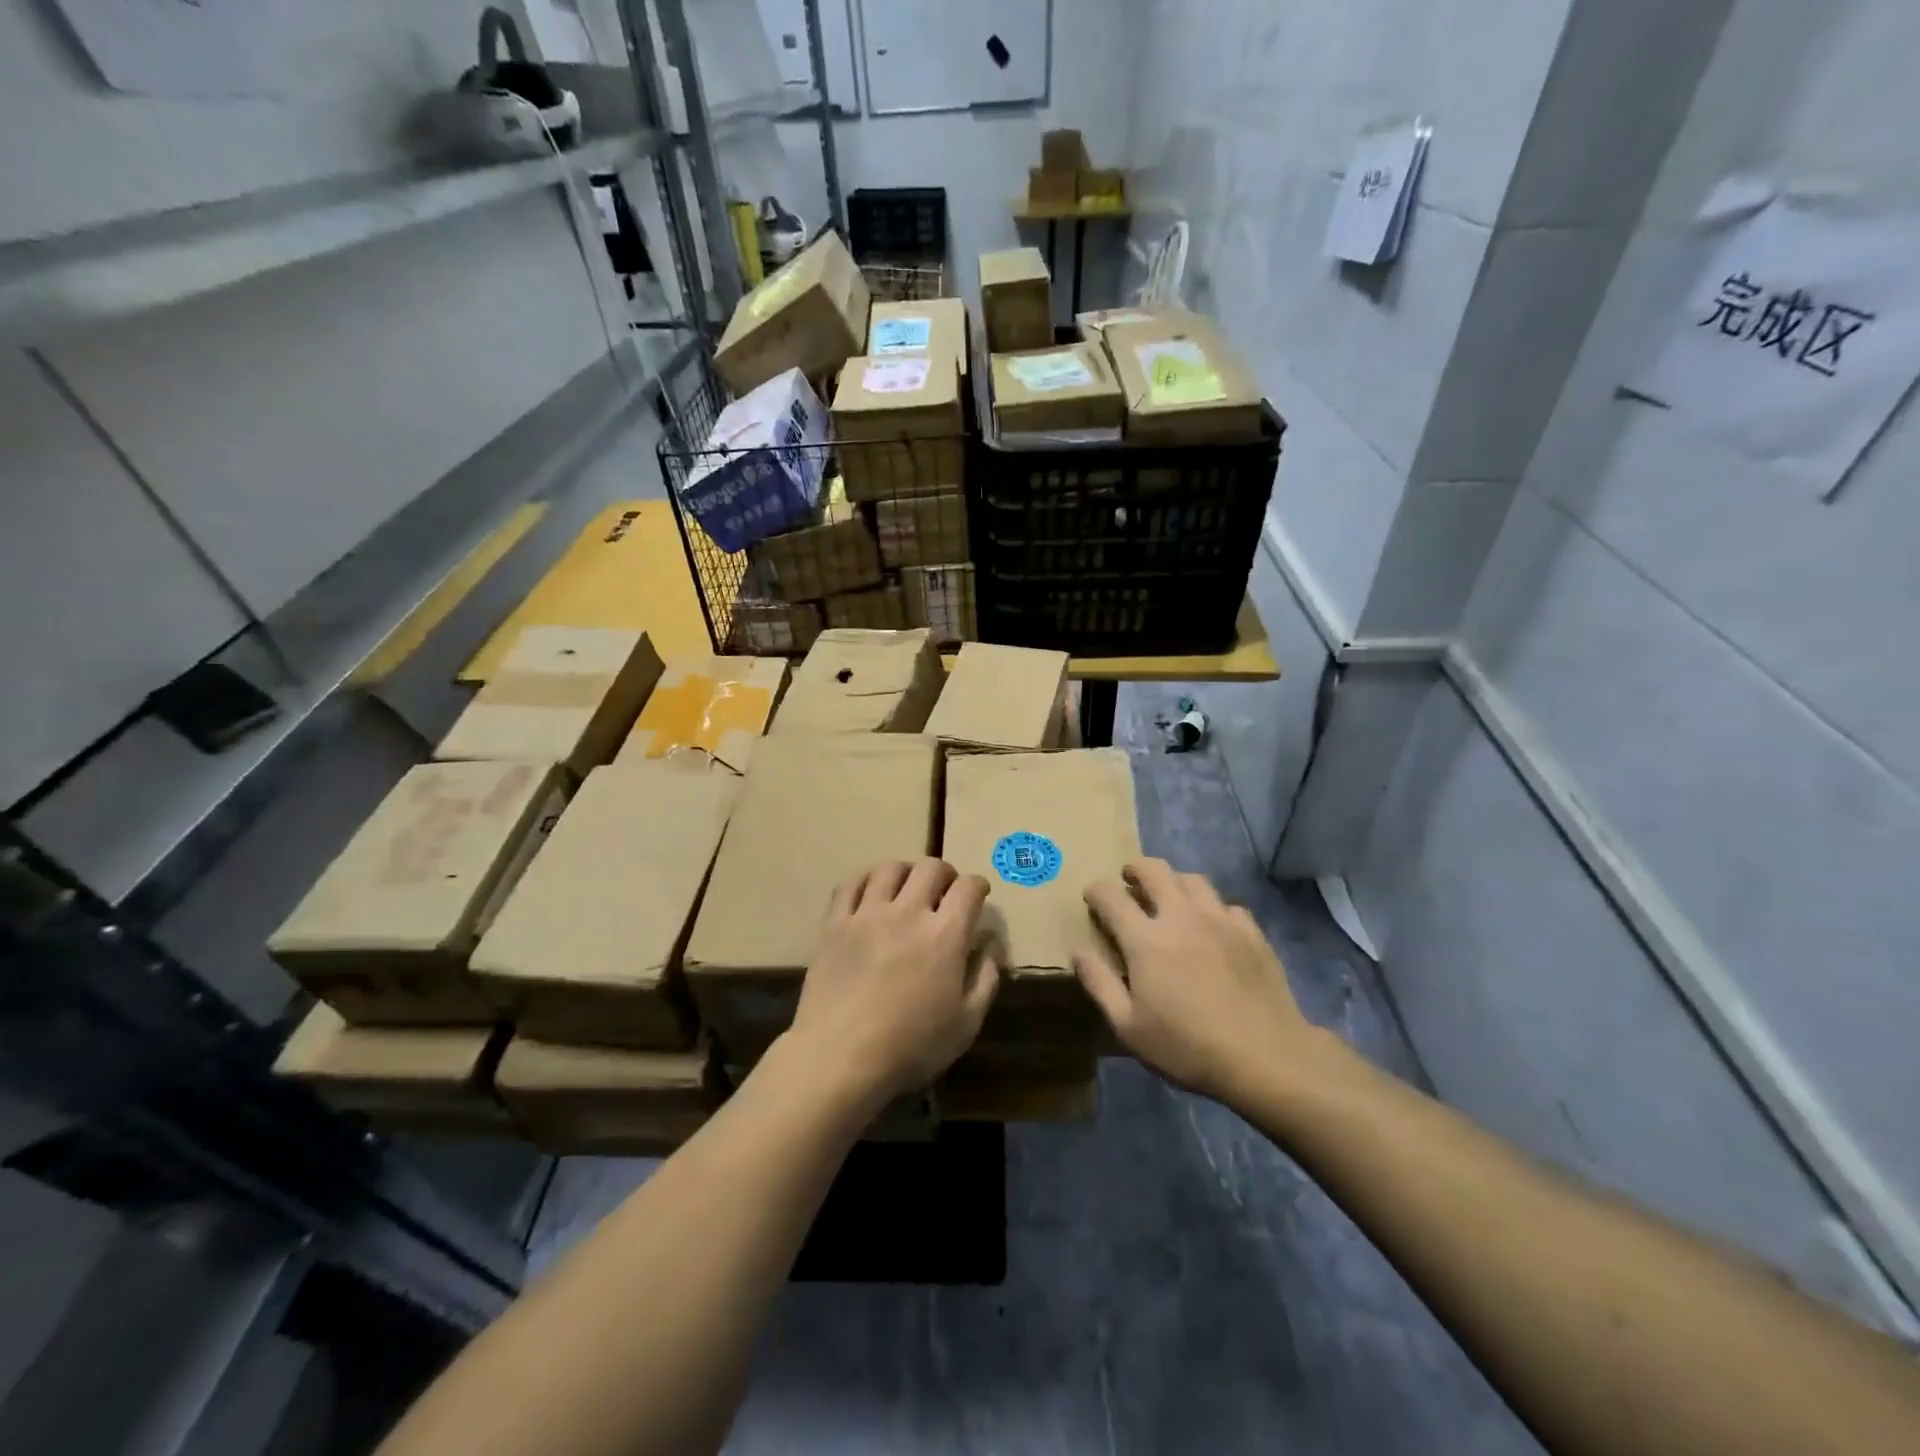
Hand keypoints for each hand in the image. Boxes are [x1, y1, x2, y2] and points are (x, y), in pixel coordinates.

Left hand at [785, 859, 1000, 1105]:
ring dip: (907, 872)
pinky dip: (866, 879)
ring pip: (890, 869)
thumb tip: (991, 943)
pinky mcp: (835, 923)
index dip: (978, 886)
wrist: (840, 1057)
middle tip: (945, 891)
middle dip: (946, 874)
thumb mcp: (966, 1023)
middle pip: (931, 868)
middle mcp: (908, 912)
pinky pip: (851, 884)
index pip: (969, 888)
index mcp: (945, 935)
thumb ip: (986, 977)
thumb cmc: (911, 1046)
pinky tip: (871, 891)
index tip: (978, 895)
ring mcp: (868, 913)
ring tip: (908, 887)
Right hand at [1074, 858, 1319, 1105]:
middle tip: (1129, 881)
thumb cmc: (1187, 1047)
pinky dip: (1212, 908)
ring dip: (1174, 882)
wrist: (1266, 1057)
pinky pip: (1225, 904)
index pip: (1111, 895)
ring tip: (1170, 898)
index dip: (1096, 891)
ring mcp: (1220, 920)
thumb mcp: (1129, 1027)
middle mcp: (1181, 916)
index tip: (1092, 898)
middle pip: (1154, 870)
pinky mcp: (1251, 932)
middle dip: (1135, 869)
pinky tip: (1212, 927)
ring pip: (1192, 879)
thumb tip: (1079, 951)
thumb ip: (1100, 984)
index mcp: (1146, 939)